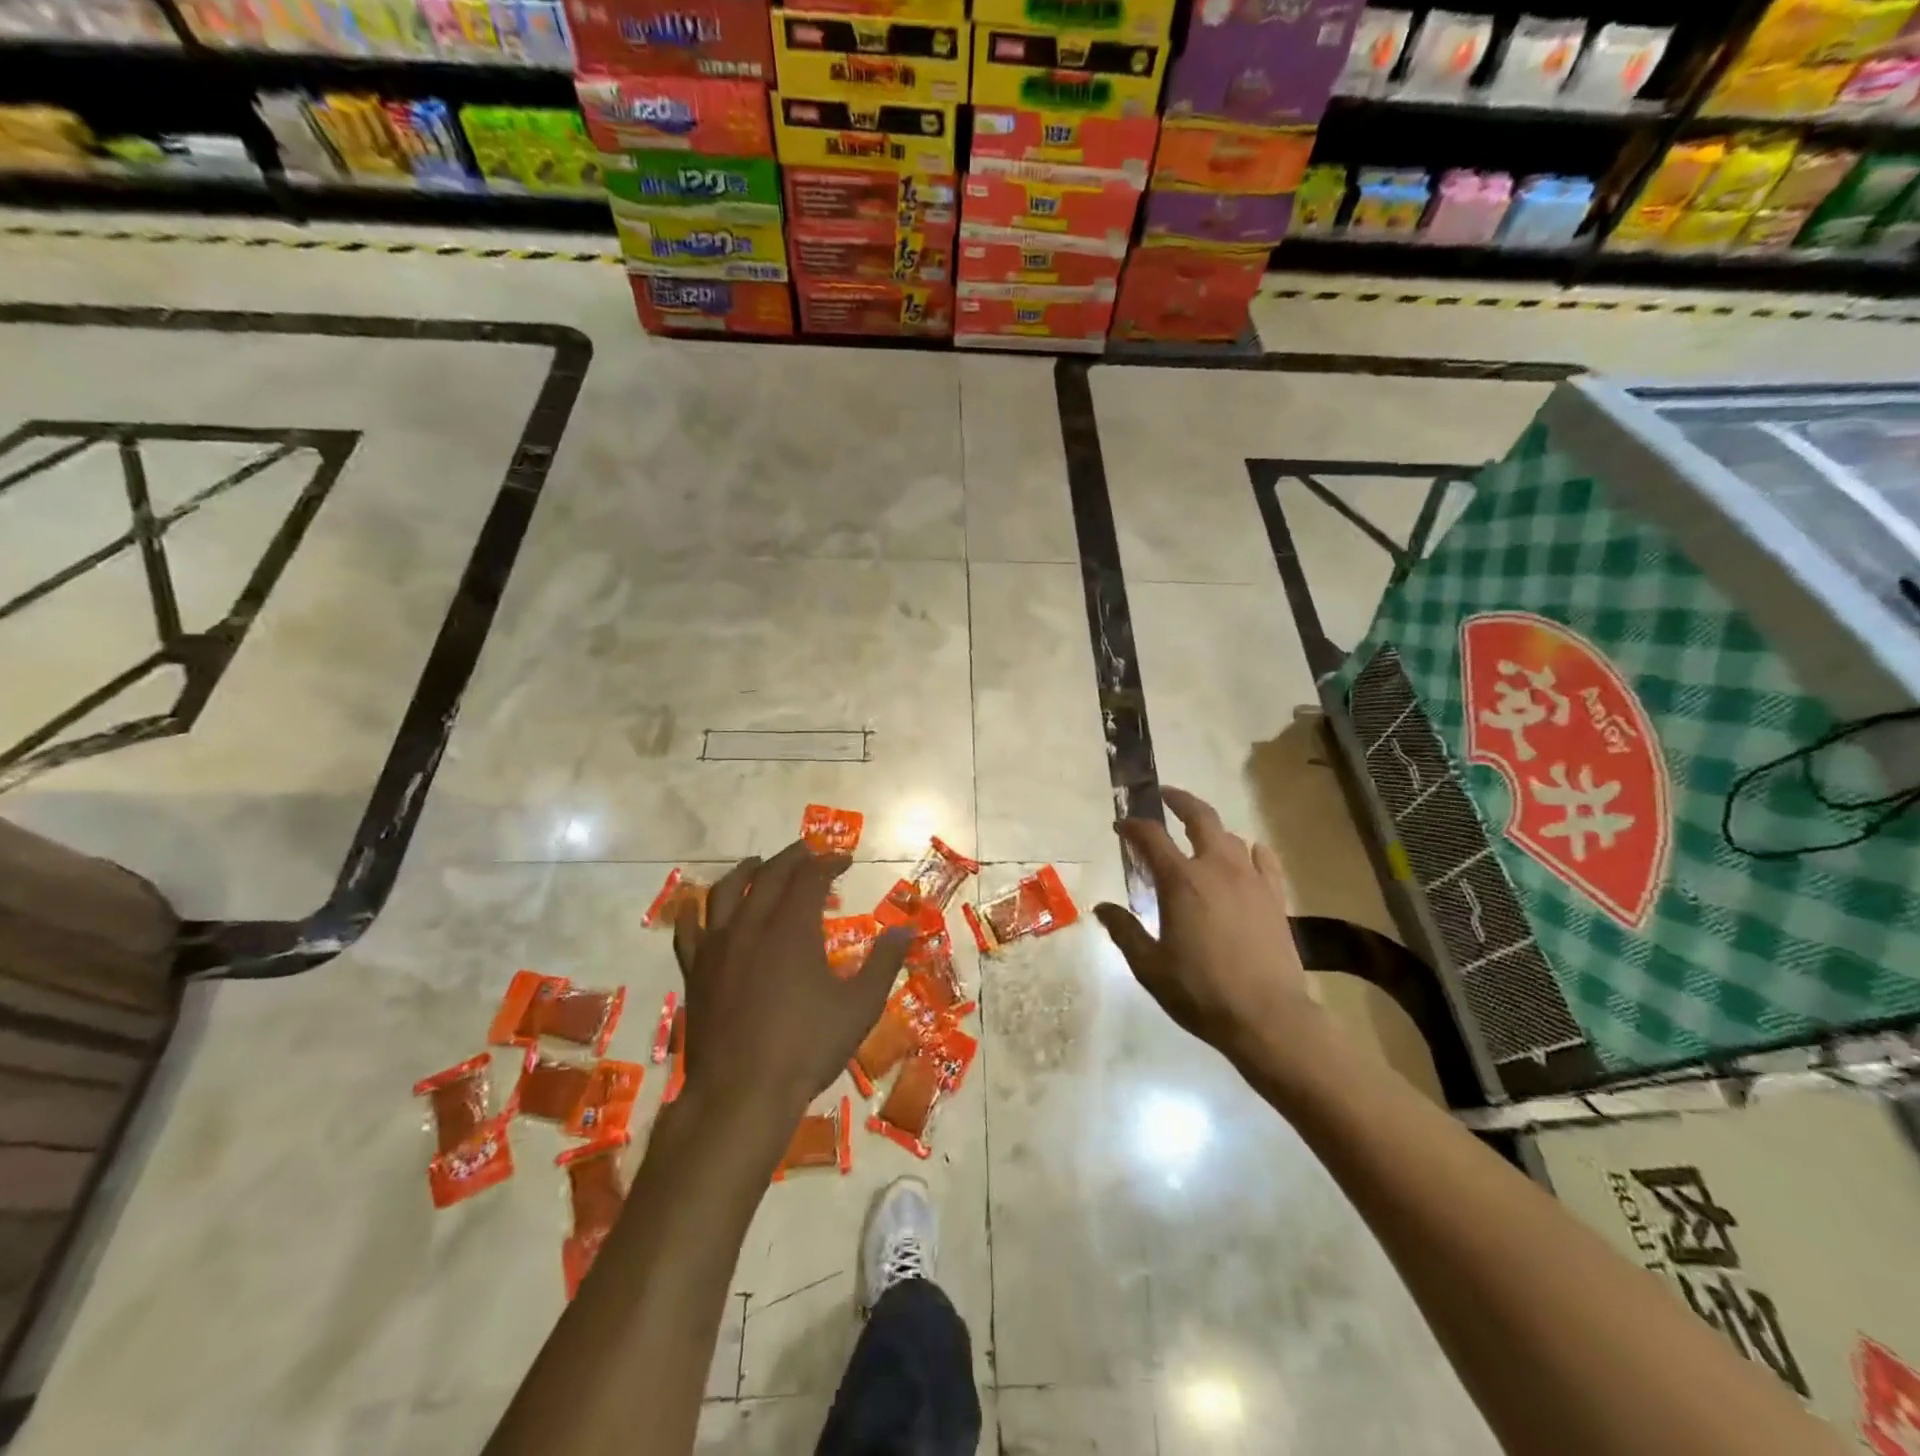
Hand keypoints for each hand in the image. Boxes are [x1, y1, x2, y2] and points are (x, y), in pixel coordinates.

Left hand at [672, 841, 910, 1124]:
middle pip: (768, 875)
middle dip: (792, 857)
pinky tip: (698, 906)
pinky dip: (694, 910)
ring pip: (724, 892)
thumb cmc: (806, 1048)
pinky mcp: (696, 972)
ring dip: (745, 871)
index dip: (829, 862)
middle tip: (809, 851)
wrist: (741, 1095)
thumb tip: (908, 929)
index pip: (810, 878)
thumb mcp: (859, 1007)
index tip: (844, 859)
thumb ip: (884, 963)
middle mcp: (751, 926)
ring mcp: (717, 948)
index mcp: (791, 929)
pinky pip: (689, 930)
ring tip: (758, 864)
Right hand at [1094, 788, 1327, 1076]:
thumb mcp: (1149, 966)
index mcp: (1181, 881)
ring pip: (1230, 837)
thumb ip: (1125, 931)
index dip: (1132, 826)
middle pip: (1199, 817)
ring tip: (1199, 834)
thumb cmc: (1201, 991)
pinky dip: (1250, 851)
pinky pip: (1264, 859)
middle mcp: (1216, 868)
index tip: (1121, 826)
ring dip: (1211, 829)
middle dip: (1179, 801)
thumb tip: (1102, 907)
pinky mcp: (1275, 897)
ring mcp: (1251, 880)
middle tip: (1164, 796)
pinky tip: (1247, 854)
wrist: (1268, 1018)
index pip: (1151, 837)